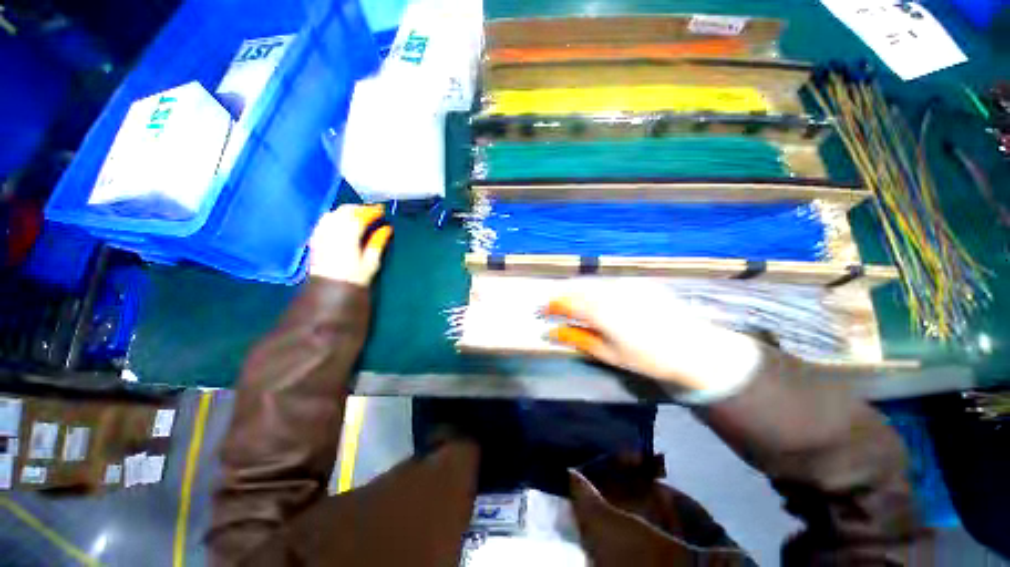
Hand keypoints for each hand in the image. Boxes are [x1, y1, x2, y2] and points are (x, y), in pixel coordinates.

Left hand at [309, 204, 392, 285]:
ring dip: (347, 211)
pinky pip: (325, 220)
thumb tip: (387, 228)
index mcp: (349, 236)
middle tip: (372, 212)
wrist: (329, 290)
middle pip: (346, 211)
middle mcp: (333, 231)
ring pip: (334, 213)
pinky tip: (342, 221)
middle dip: (360, 208)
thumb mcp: (371, 262)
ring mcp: (322, 233)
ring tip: (359, 215)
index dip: (372, 211)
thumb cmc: (355, 278)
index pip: (360, 216)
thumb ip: (378, 242)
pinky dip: (336, 216)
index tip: (382, 210)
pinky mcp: (316, 237)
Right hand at [544, 283, 763, 397]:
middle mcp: (611, 292)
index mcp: (601, 312)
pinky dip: (595, 287)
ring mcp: (626, 284)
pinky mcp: (638, 282)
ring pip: (591, 282)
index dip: (550, 306)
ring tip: (570, 301)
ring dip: (576, 289)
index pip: (566, 303)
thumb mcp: (609, 354)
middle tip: (553, 306)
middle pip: (576, 287)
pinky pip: (608, 281)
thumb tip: (551, 332)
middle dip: (561, 295)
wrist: (694, 349)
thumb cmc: (647, 358)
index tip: (540, 311)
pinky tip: (595, 297)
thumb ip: (578, 339)